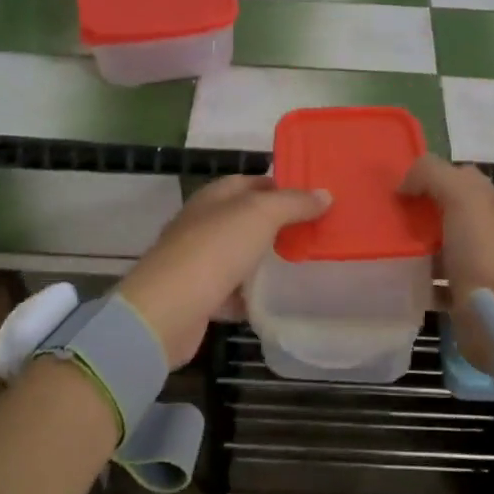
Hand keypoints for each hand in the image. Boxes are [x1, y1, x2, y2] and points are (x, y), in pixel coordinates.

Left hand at [117, 177, 330, 367]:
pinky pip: (233, 291)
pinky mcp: (200, 296)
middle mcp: (204, 224)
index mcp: (214, 197)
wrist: (168, 310)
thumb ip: (293, 203)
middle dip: (279, 224)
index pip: (253, 182)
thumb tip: (325, 194)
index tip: (316, 198)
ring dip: (266, 260)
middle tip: (317, 232)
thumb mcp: (261, 215)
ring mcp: (199, 261)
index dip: (283, 186)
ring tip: (304, 264)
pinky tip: (276, 300)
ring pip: (241, 255)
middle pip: (247, 219)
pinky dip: (251, 295)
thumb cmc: (215, 250)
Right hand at [398, 154, 493, 373]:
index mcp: (485, 201)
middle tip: (382, 213)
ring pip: (436, 241)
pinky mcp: (460, 291)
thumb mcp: (460, 196)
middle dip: (416, 208)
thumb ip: (432, 174)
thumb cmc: (479, 248)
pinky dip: (415, 274)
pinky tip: (394, 272)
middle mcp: (481, 227)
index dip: (430, 175)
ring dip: (413, 241)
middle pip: (443, 208)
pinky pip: (432, 276)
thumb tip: (405, 185)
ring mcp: (472, 260)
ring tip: (381, 241)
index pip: (457, 175)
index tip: (397, 185)